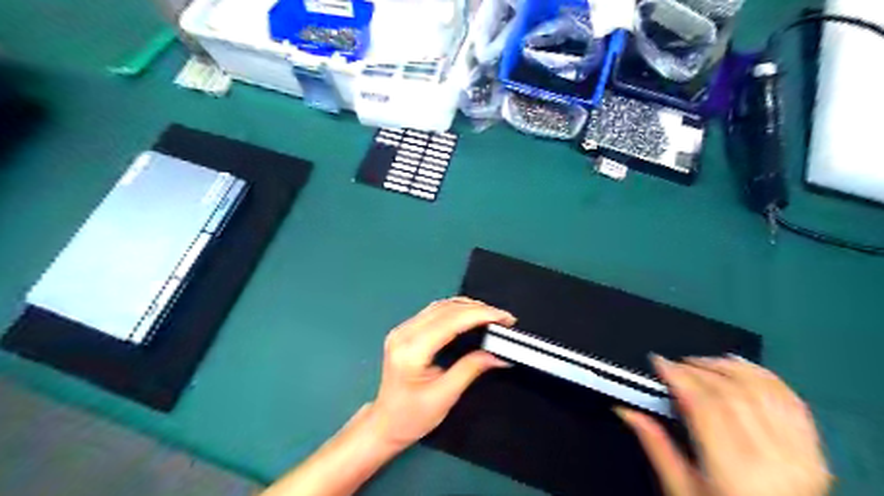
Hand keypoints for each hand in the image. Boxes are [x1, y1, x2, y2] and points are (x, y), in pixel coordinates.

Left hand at [364, 297, 518, 451]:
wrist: (384, 423)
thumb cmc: (412, 417)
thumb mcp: (445, 395)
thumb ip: (471, 368)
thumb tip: (500, 354)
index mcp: (412, 351)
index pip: (450, 321)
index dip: (480, 314)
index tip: (505, 318)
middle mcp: (404, 333)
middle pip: (445, 309)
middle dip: (478, 309)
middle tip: (503, 318)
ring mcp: (401, 329)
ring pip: (440, 306)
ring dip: (467, 307)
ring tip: (491, 316)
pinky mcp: (404, 330)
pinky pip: (434, 311)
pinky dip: (455, 310)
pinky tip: (470, 315)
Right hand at [617, 357, 833, 495]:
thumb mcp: (680, 490)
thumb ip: (655, 445)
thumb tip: (625, 409)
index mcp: (735, 472)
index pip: (705, 405)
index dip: (679, 376)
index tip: (658, 361)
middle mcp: (774, 459)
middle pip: (732, 392)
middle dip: (698, 368)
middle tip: (675, 364)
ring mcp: (801, 454)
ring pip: (763, 389)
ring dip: (729, 367)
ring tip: (703, 362)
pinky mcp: (814, 451)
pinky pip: (791, 400)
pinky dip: (764, 376)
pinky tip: (741, 367)